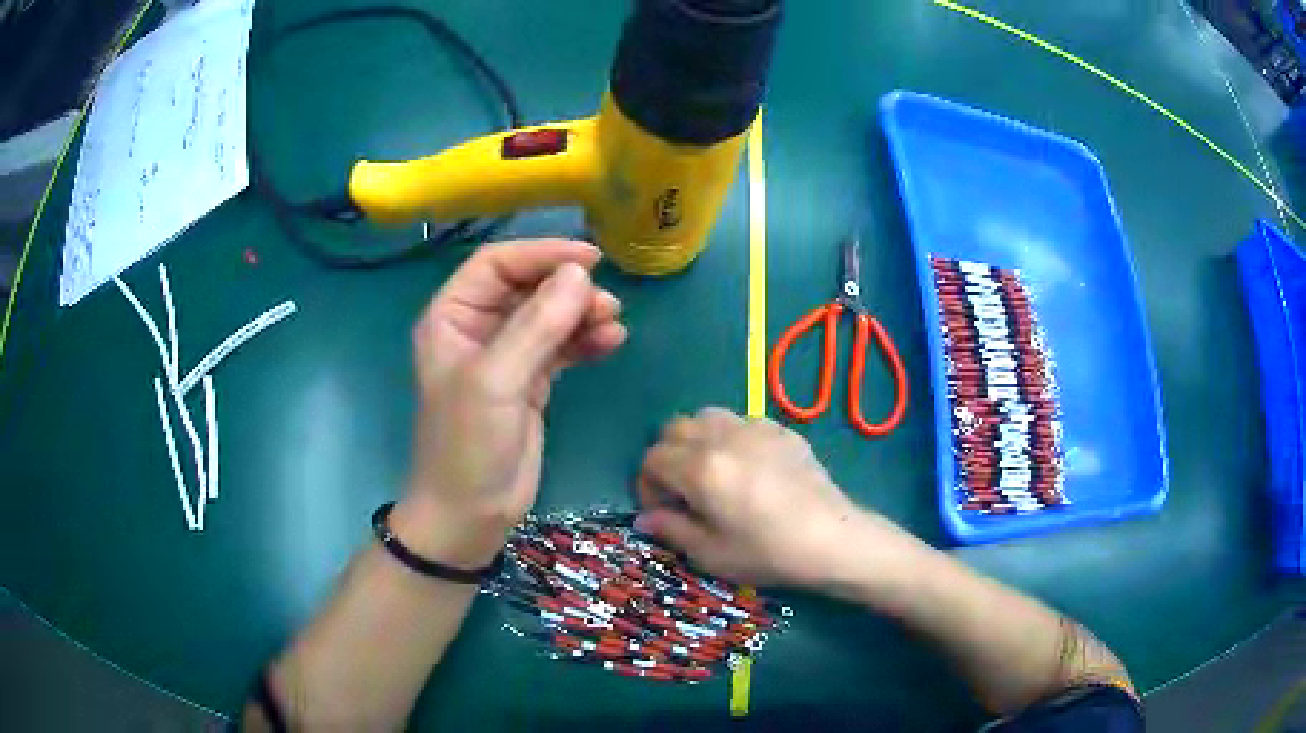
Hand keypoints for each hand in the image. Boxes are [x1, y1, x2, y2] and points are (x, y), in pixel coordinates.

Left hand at [398, 239, 626, 566]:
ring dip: (581, 313)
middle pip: (526, 287)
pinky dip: (585, 341)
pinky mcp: (530, 382)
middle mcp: (477, 329)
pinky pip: (561, 348)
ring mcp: (506, 356)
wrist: (471, 514)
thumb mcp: (497, 381)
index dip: (540, 253)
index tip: (588, 259)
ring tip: (613, 321)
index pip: (496, 264)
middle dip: (566, 287)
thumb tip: (580, 275)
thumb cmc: (467, 445)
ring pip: (548, 316)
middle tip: (607, 300)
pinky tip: (612, 342)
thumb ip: (537, 326)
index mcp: (452, 317)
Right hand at [636, 407, 920, 587]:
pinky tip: (748, 468)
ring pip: (706, 416)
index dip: (647, 484)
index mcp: (701, 468)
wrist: (831, 539)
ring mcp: (755, 427)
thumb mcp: (711, 554)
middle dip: (667, 457)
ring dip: (696, 440)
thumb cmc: (768, 553)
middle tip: (683, 490)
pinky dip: (730, 437)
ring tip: (712, 472)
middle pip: (673, 428)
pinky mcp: (781, 429)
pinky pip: (740, 421)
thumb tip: (645, 517)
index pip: (652, 458)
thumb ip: (671, 529)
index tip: (661, 509)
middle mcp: (722, 437)